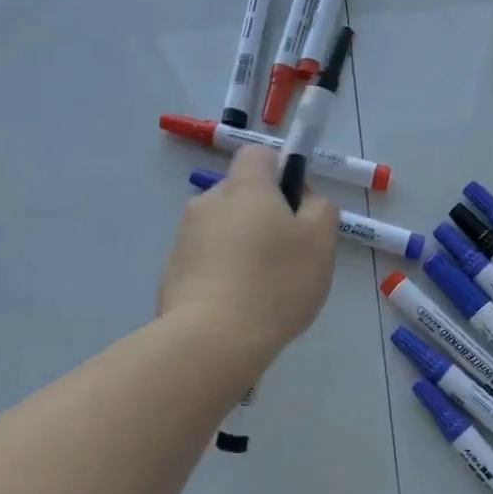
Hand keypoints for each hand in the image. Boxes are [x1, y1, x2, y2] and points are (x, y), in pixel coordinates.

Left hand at [157, 145, 338, 362]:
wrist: (213, 338)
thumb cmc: (276, 282)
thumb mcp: (320, 242)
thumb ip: (320, 210)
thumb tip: (306, 201)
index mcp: (245, 188)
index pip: (259, 155)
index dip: (282, 171)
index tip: (298, 206)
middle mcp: (208, 203)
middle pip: (240, 194)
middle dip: (264, 215)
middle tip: (289, 254)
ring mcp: (184, 238)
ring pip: (223, 229)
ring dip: (242, 245)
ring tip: (264, 287)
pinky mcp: (172, 272)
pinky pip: (206, 260)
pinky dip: (223, 272)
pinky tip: (239, 304)